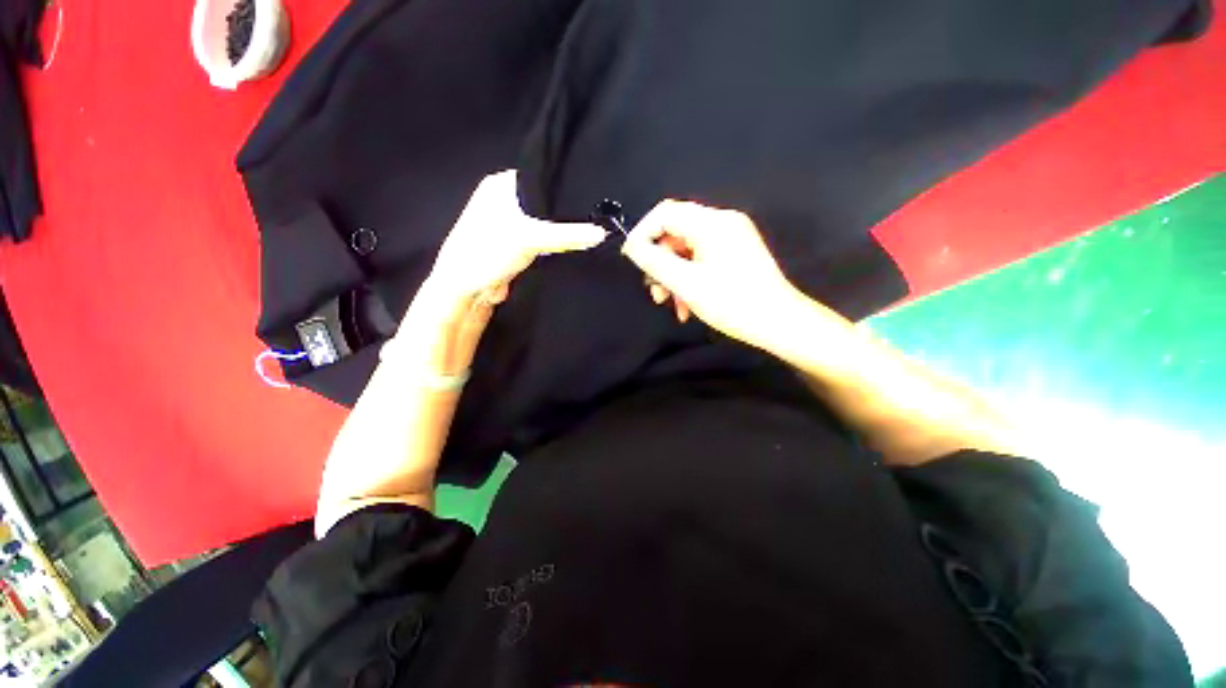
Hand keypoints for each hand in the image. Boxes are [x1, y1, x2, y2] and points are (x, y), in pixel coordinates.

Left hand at [426, 170, 606, 307]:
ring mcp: (512, 225)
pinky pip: (545, 242)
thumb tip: (603, 233)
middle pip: (545, 203)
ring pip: (546, 224)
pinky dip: (557, 245)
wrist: (466, 291)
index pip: (542, 177)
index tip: (594, 193)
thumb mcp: (529, 238)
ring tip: (593, 227)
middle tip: (598, 214)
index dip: (566, 185)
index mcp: (501, 185)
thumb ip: (568, 235)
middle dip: (567, 211)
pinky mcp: (519, 247)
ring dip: (563, 230)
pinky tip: (577, 245)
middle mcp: (506, 200)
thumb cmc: (488, 253)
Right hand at [621, 200, 803, 349]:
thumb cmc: (732, 302)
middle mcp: (722, 222)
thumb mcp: (686, 283)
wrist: (778, 322)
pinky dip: (689, 278)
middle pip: (675, 233)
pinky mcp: (736, 253)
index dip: (642, 233)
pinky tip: (686, 305)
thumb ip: (654, 261)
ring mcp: (731, 237)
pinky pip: (702, 258)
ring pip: (687, 250)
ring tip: (669, 304)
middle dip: (660, 263)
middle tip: (654, 292)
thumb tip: (632, 246)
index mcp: (711, 223)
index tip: (631, 259)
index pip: (665, 212)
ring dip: (673, 276)